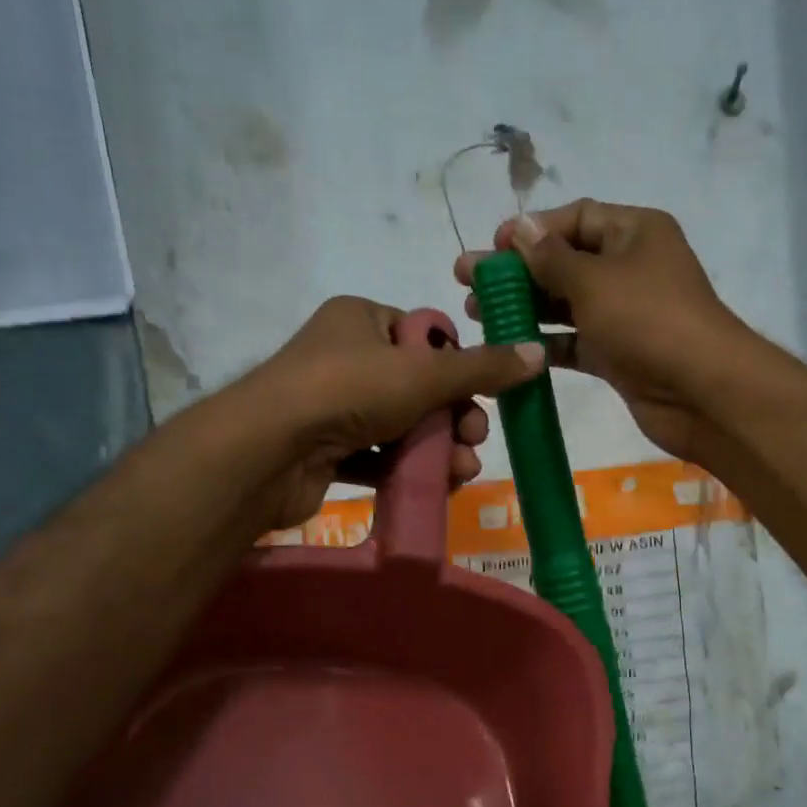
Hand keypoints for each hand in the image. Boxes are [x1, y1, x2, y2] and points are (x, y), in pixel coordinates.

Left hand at [229, 296, 545, 530]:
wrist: (269, 451)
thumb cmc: (348, 391)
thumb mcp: (425, 373)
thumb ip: (482, 367)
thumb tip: (538, 352)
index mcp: (361, 320)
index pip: (424, 337)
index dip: (457, 367)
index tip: (481, 395)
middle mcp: (344, 357)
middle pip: (417, 386)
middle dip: (454, 417)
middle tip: (475, 440)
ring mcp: (331, 406)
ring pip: (400, 426)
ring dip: (437, 449)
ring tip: (462, 472)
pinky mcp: (324, 451)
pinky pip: (376, 457)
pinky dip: (405, 469)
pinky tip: (435, 486)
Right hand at [454, 201, 754, 462]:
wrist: (700, 392)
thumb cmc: (648, 321)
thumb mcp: (595, 281)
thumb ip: (552, 258)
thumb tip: (522, 227)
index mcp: (634, 232)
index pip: (576, 218)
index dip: (532, 230)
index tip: (493, 249)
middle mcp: (630, 267)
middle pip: (564, 261)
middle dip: (518, 271)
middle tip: (468, 282)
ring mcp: (624, 313)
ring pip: (565, 303)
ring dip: (524, 307)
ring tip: (477, 314)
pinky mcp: (617, 352)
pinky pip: (573, 340)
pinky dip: (545, 342)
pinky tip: (510, 346)